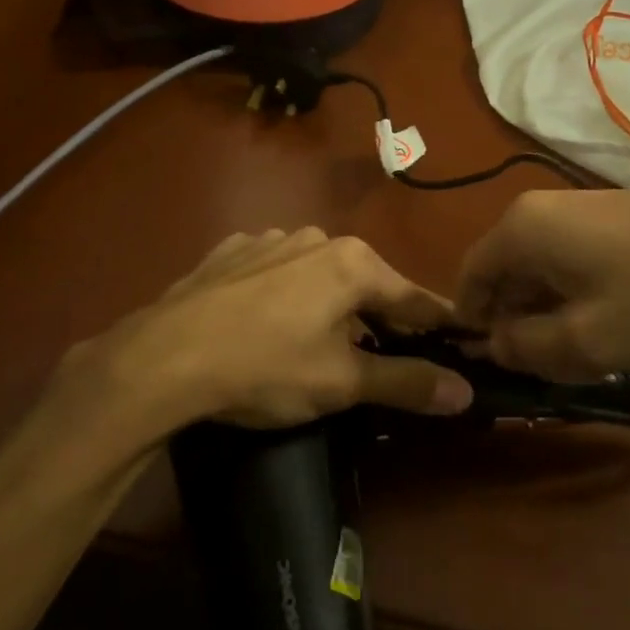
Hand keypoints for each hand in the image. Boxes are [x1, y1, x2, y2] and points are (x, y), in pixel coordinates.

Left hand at [60, 228, 475, 435]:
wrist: (163, 357)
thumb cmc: (266, 367)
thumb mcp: (342, 383)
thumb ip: (407, 382)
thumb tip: (465, 392)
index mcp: (354, 263)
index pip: (415, 298)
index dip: (440, 326)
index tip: (461, 344)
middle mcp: (317, 237)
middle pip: (366, 283)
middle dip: (380, 318)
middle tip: (386, 357)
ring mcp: (269, 239)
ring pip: (319, 274)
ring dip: (330, 304)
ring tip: (318, 343)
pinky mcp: (231, 251)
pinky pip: (274, 271)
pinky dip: (284, 294)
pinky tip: (266, 323)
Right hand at [454, 187, 629, 378]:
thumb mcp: (589, 341)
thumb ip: (528, 349)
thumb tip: (496, 345)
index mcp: (520, 229)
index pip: (468, 279)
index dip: (473, 326)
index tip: (499, 367)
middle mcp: (537, 210)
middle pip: (504, 275)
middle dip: (518, 324)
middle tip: (551, 368)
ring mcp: (576, 209)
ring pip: (540, 271)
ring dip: (551, 314)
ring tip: (588, 351)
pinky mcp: (609, 216)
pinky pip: (570, 260)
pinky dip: (577, 295)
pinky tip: (614, 322)